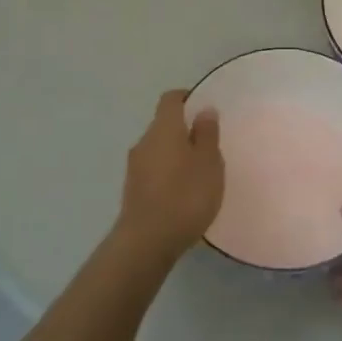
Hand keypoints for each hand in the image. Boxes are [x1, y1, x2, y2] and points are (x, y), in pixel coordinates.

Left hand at [114, 89, 223, 264]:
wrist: (146, 242)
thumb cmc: (185, 196)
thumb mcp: (209, 162)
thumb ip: (207, 134)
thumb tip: (203, 109)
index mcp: (164, 128)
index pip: (171, 99)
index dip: (187, 99)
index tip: (203, 110)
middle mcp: (144, 141)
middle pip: (163, 124)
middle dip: (183, 130)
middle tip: (207, 146)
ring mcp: (134, 166)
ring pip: (157, 149)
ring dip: (175, 154)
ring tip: (197, 173)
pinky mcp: (132, 190)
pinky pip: (153, 170)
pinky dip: (167, 174)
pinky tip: (182, 194)